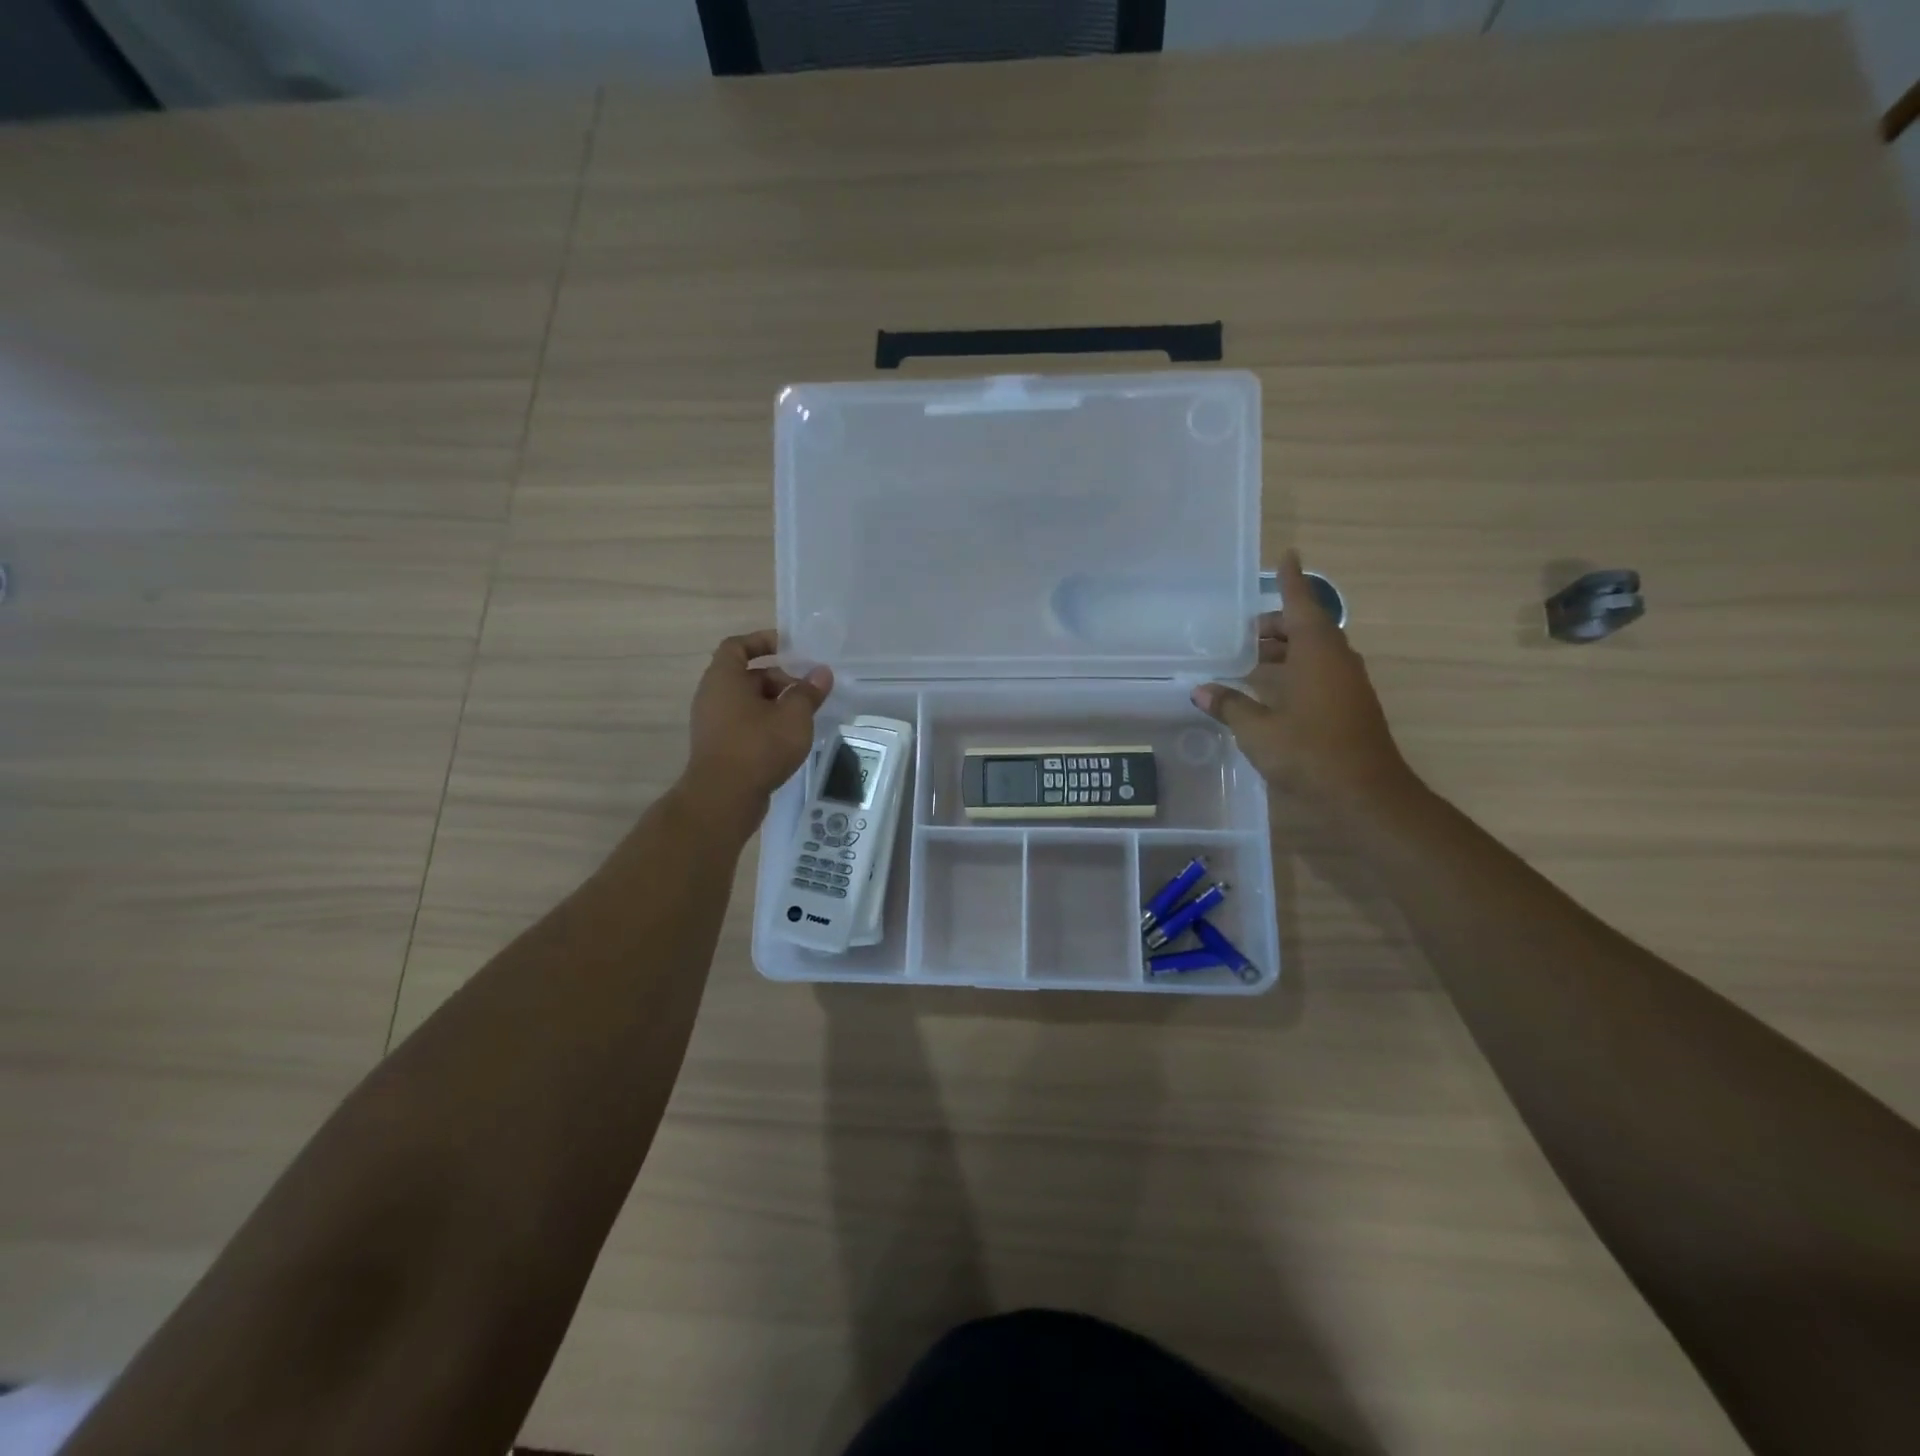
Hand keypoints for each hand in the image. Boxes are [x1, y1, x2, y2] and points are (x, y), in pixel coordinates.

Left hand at [681, 629, 832, 824]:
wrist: (724, 798)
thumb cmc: (758, 747)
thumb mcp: (793, 716)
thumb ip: (809, 692)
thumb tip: (822, 673)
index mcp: (724, 678)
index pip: (737, 646)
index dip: (762, 641)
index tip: (789, 647)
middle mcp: (712, 696)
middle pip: (747, 676)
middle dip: (779, 678)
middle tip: (807, 690)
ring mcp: (713, 723)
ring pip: (747, 702)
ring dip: (775, 704)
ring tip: (803, 716)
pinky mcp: (719, 747)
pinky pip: (744, 724)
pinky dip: (766, 724)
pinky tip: (790, 738)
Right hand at [1193, 552, 1417, 812]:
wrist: (1365, 794)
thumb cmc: (1309, 752)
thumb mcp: (1257, 729)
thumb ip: (1229, 705)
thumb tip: (1201, 689)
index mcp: (1317, 653)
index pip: (1301, 604)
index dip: (1290, 581)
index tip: (1288, 555)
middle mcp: (1337, 660)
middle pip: (1307, 628)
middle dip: (1277, 625)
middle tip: (1245, 632)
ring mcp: (1347, 684)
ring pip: (1315, 652)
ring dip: (1286, 650)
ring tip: (1252, 659)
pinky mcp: (1350, 706)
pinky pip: (1320, 673)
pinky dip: (1295, 670)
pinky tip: (1271, 690)